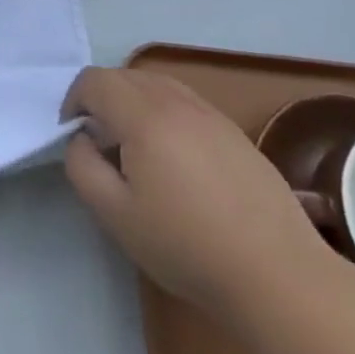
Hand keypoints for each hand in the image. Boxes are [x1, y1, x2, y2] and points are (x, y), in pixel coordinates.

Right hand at [62, 67, 334, 314]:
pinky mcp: (236, 133)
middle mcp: (177, 102)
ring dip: (134, 104)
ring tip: (137, 149)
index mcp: (143, 116)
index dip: (74, 102)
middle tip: (102, 144)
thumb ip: (82, 167)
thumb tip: (82, 139)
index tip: (75, 137)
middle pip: (124, 76)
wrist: (280, 277)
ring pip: (157, 85)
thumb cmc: (188, 246)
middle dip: (102, 100)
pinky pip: (186, 103)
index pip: (94, 81)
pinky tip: (176, 161)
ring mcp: (212, 115)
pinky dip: (165, 114)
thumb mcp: (115, 215)